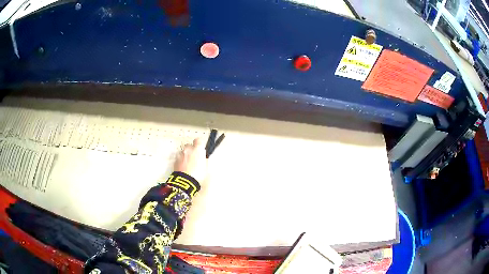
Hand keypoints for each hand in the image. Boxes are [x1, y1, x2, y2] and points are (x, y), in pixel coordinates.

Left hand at [174, 138, 207, 183]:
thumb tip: (203, 159)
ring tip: (188, 165)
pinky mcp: (175, 161)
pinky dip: (181, 161)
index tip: (201, 148)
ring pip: (183, 152)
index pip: (199, 140)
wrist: (185, 182)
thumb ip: (204, 161)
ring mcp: (180, 155)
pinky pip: (179, 158)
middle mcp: (188, 150)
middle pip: (189, 146)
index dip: (200, 144)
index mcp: (197, 150)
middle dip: (191, 150)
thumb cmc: (198, 175)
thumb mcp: (206, 168)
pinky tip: (184, 168)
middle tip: (194, 158)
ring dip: (186, 156)